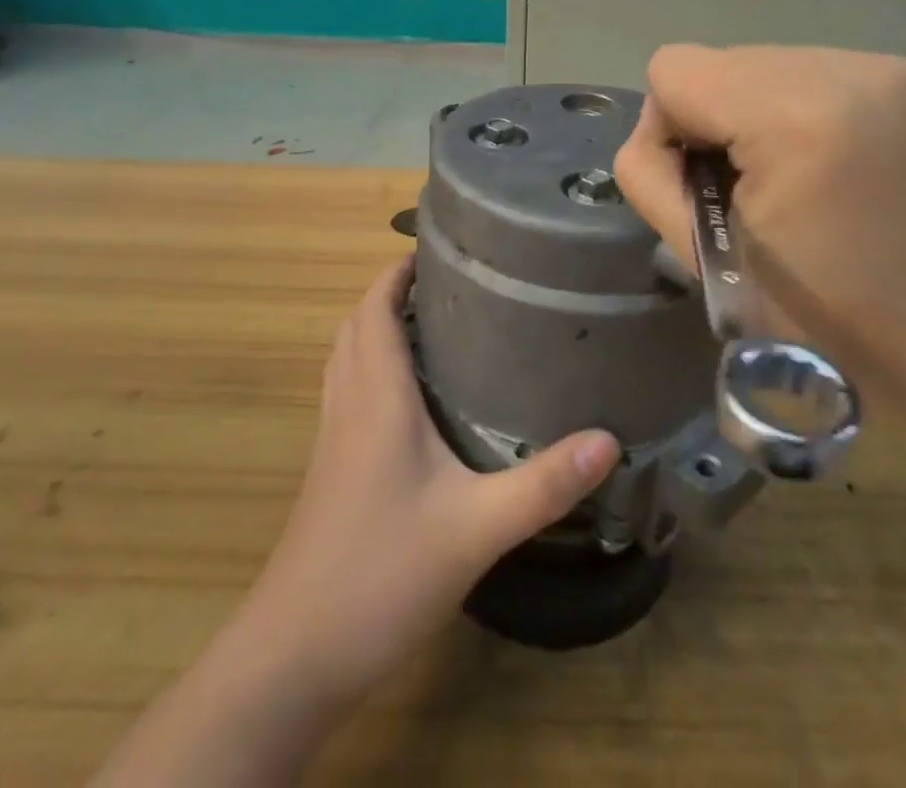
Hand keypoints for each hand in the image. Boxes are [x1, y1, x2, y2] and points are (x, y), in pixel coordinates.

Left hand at [237, 257, 620, 717]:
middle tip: (445, 284)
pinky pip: (345, 393)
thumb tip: (609, 440)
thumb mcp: (476, 529)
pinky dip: (368, 368)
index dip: (395, 272)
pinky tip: (408, 400)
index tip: (435, 249)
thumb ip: (544, 484)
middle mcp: (348, 407)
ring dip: (374, 328)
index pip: (373, 311)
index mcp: (376, 399)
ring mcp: (332, 441)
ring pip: (345, 359)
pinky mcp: (328, 472)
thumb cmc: (382, 574)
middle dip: (389, 293)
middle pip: (355, 327)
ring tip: (429, 325)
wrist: (296, 656)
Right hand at [614, 45, 905, 402]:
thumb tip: (660, 136)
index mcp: (795, 115)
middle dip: (714, 121)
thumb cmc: (823, 319)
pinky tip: (828, 164)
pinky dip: (797, 110)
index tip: (704, 190)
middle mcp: (847, 70)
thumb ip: (649, 175)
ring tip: (793, 180)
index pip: (674, 69)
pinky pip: (812, 73)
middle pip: (720, 62)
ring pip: (763, 64)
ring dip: (755, 114)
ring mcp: (886, 69)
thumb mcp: (706, 257)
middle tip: (749, 193)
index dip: (667, 131)